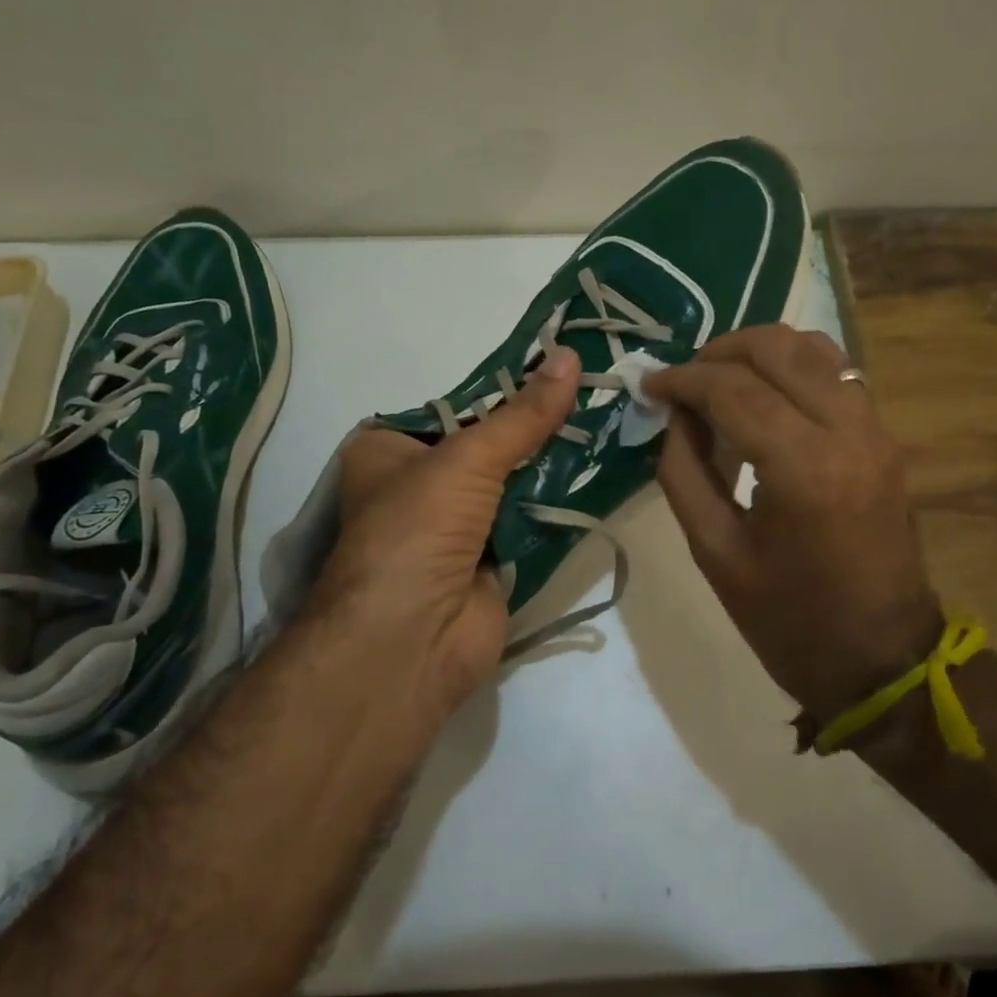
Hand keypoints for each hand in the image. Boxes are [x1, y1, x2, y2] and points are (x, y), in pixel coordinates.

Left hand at [308, 348, 582, 729]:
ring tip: (607, 424)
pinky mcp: (489, 562)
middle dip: (534, 429)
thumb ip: (523, 414)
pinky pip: (528, 522)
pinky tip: (598, 475)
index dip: (504, 392)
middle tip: (594, 394)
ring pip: (511, 484)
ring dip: (551, 466)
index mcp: (390, 451)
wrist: (411, 640)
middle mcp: (418, 486)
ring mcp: (455, 527)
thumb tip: (570, 356)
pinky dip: (556, 506)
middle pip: (487, 446)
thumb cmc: (418, 528)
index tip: (558, 369)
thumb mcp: (468, 457)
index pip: (454, 408)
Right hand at [647, 325, 942, 723]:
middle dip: (719, 352)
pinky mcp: (885, 438)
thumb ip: (683, 471)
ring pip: (814, 347)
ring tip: (720, 382)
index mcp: (802, 469)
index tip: (649, 385)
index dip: (682, 378)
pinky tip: (764, 396)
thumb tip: (674, 414)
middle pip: (777, 348)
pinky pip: (837, 373)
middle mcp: (847, 431)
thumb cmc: (789, 620)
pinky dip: (793, 368)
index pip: (732, 388)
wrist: (882, 659)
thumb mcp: (714, 552)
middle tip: (684, 382)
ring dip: (758, 352)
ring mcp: (875, 430)